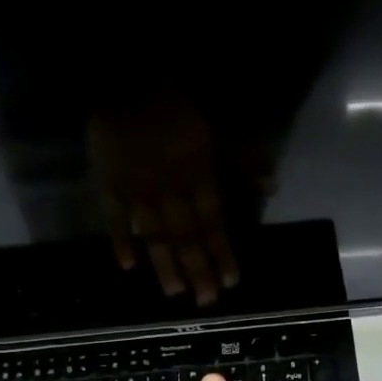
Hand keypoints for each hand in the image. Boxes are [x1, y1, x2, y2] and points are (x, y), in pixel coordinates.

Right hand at [87, 96, 239, 305]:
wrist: (125, 80)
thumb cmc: (177, 106)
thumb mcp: (220, 129)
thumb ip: (244, 161)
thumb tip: (273, 187)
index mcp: (198, 174)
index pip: (214, 221)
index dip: (222, 252)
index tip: (231, 281)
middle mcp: (171, 189)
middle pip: (186, 234)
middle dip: (198, 268)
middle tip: (206, 301)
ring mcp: (138, 189)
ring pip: (154, 233)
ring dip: (165, 264)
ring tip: (175, 292)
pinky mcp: (108, 184)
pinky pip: (114, 217)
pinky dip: (120, 240)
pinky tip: (127, 266)